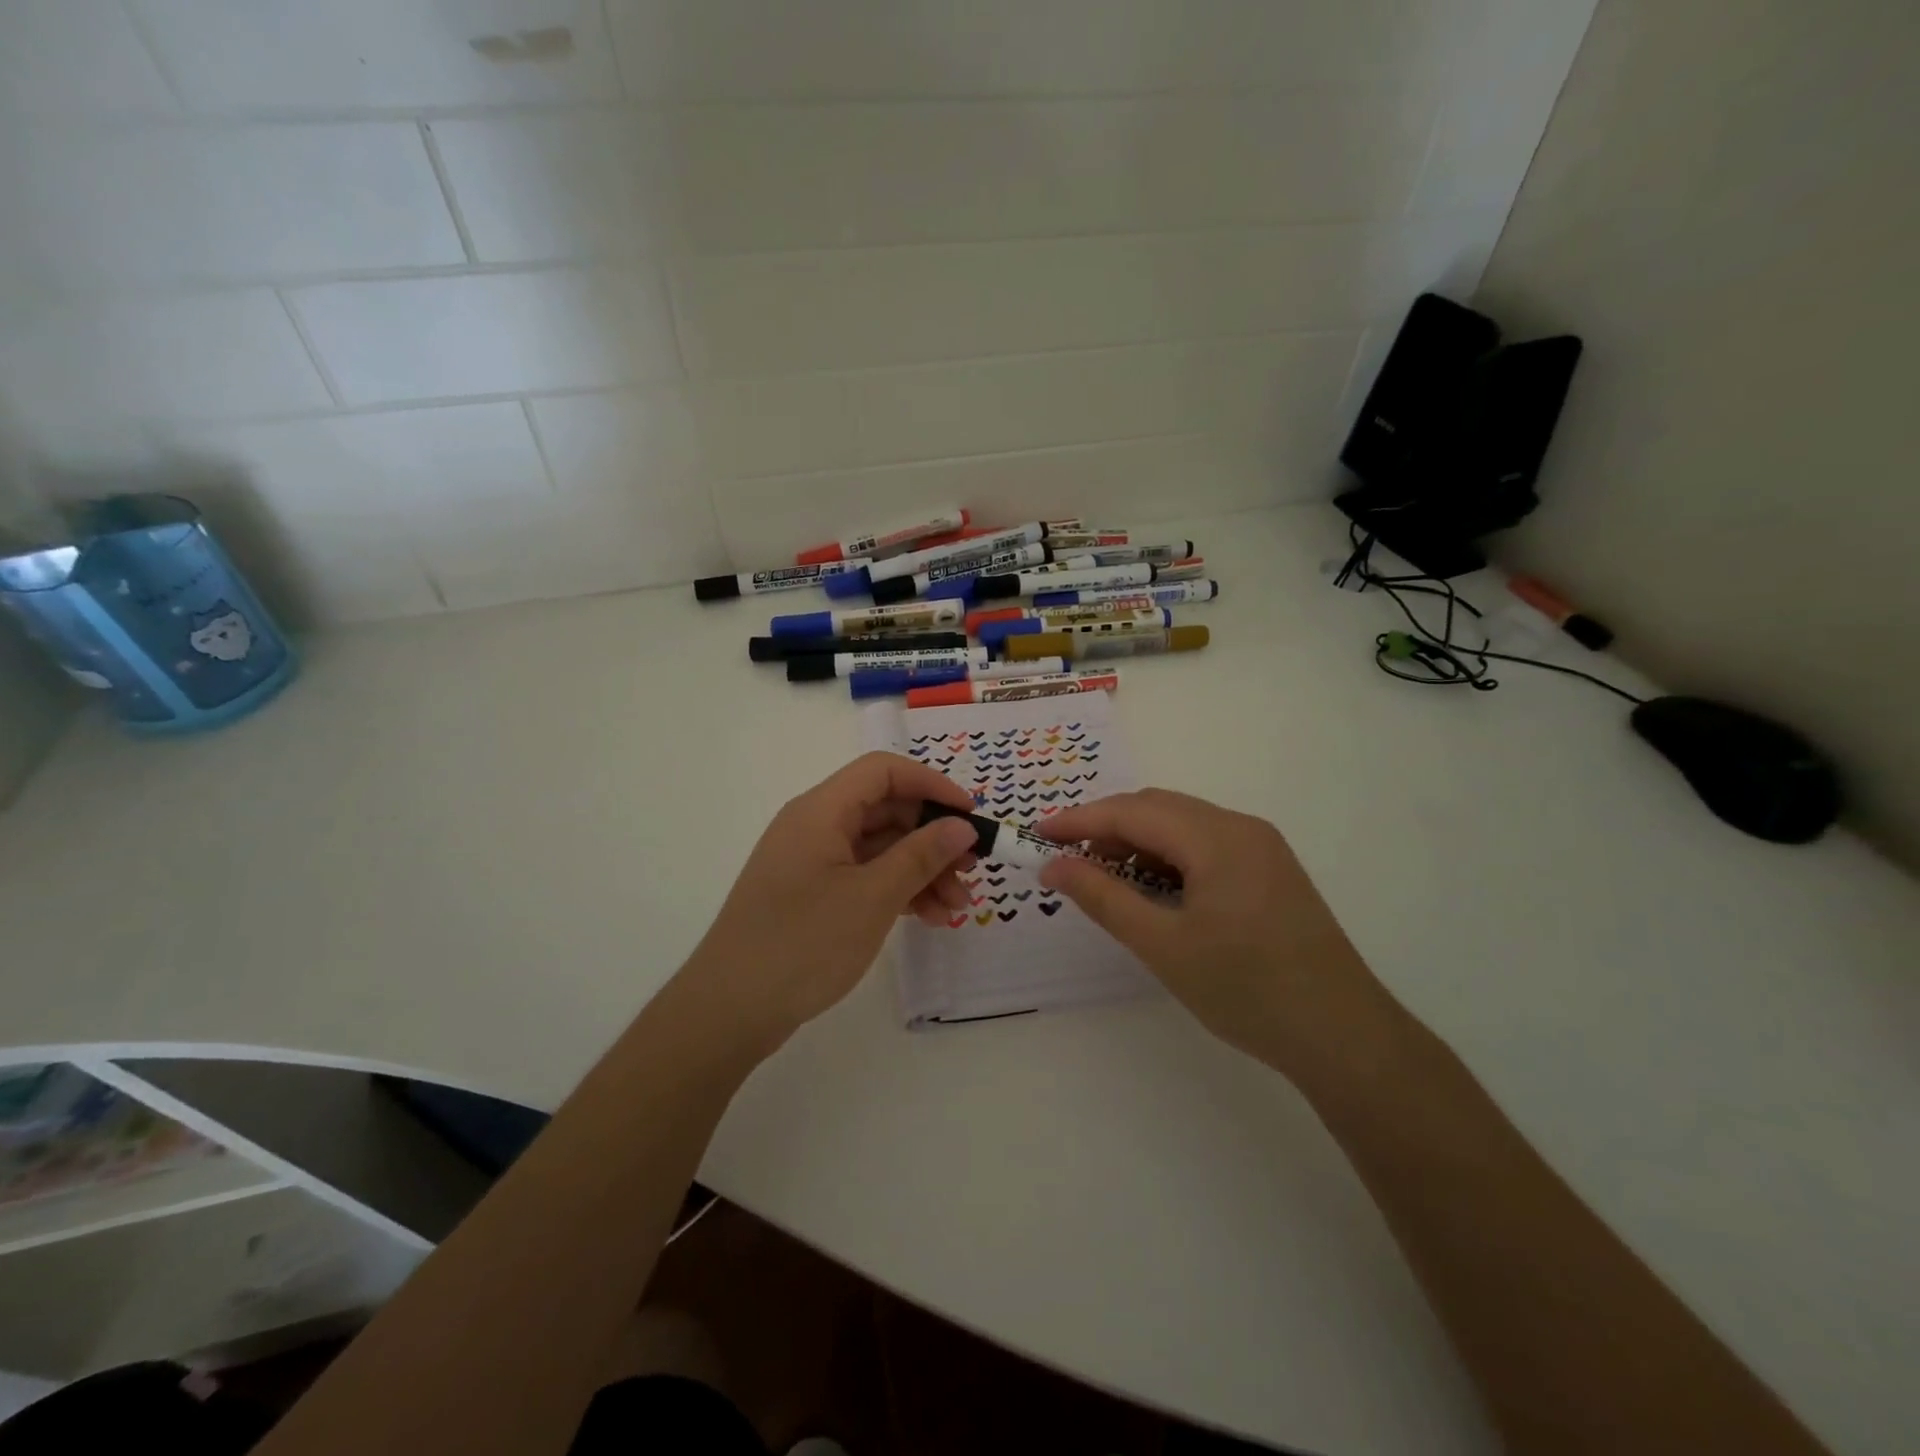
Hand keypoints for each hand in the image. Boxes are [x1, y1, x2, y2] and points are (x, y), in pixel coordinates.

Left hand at [682, 753, 979, 1045]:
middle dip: (933, 836)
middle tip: (973, 868)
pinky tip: (928, 917)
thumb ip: (921, 856)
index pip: (883, 772)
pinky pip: (865, 877)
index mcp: (821, 811)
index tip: (970, 815)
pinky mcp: (812, 895)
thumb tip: (962, 825)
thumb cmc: (802, 944)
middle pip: (885, 811)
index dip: (931, 785)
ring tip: (957, 907)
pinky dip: (897, 891)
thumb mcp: (872, 898)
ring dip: (921, 870)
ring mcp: (812, 862)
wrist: (729, 1011)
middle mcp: (815, 826)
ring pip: (879, 848)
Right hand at [1036, 789, 1385, 1075]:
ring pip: (1181, 825)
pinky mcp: (1269, 869)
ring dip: (1136, 841)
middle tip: (1064, 859)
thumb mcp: (1162, 945)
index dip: (1079, 820)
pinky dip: (1167, 856)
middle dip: (1106, 827)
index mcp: (1216, 837)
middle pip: (1157, 808)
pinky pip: (1205, 844)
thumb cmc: (1245, 990)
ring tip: (1101, 875)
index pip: (1132, 811)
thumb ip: (1103, 897)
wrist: (1342, 1035)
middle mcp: (1240, 827)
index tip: (1037, 835)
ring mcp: (1260, 847)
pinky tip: (1151, 888)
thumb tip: (1053, 865)